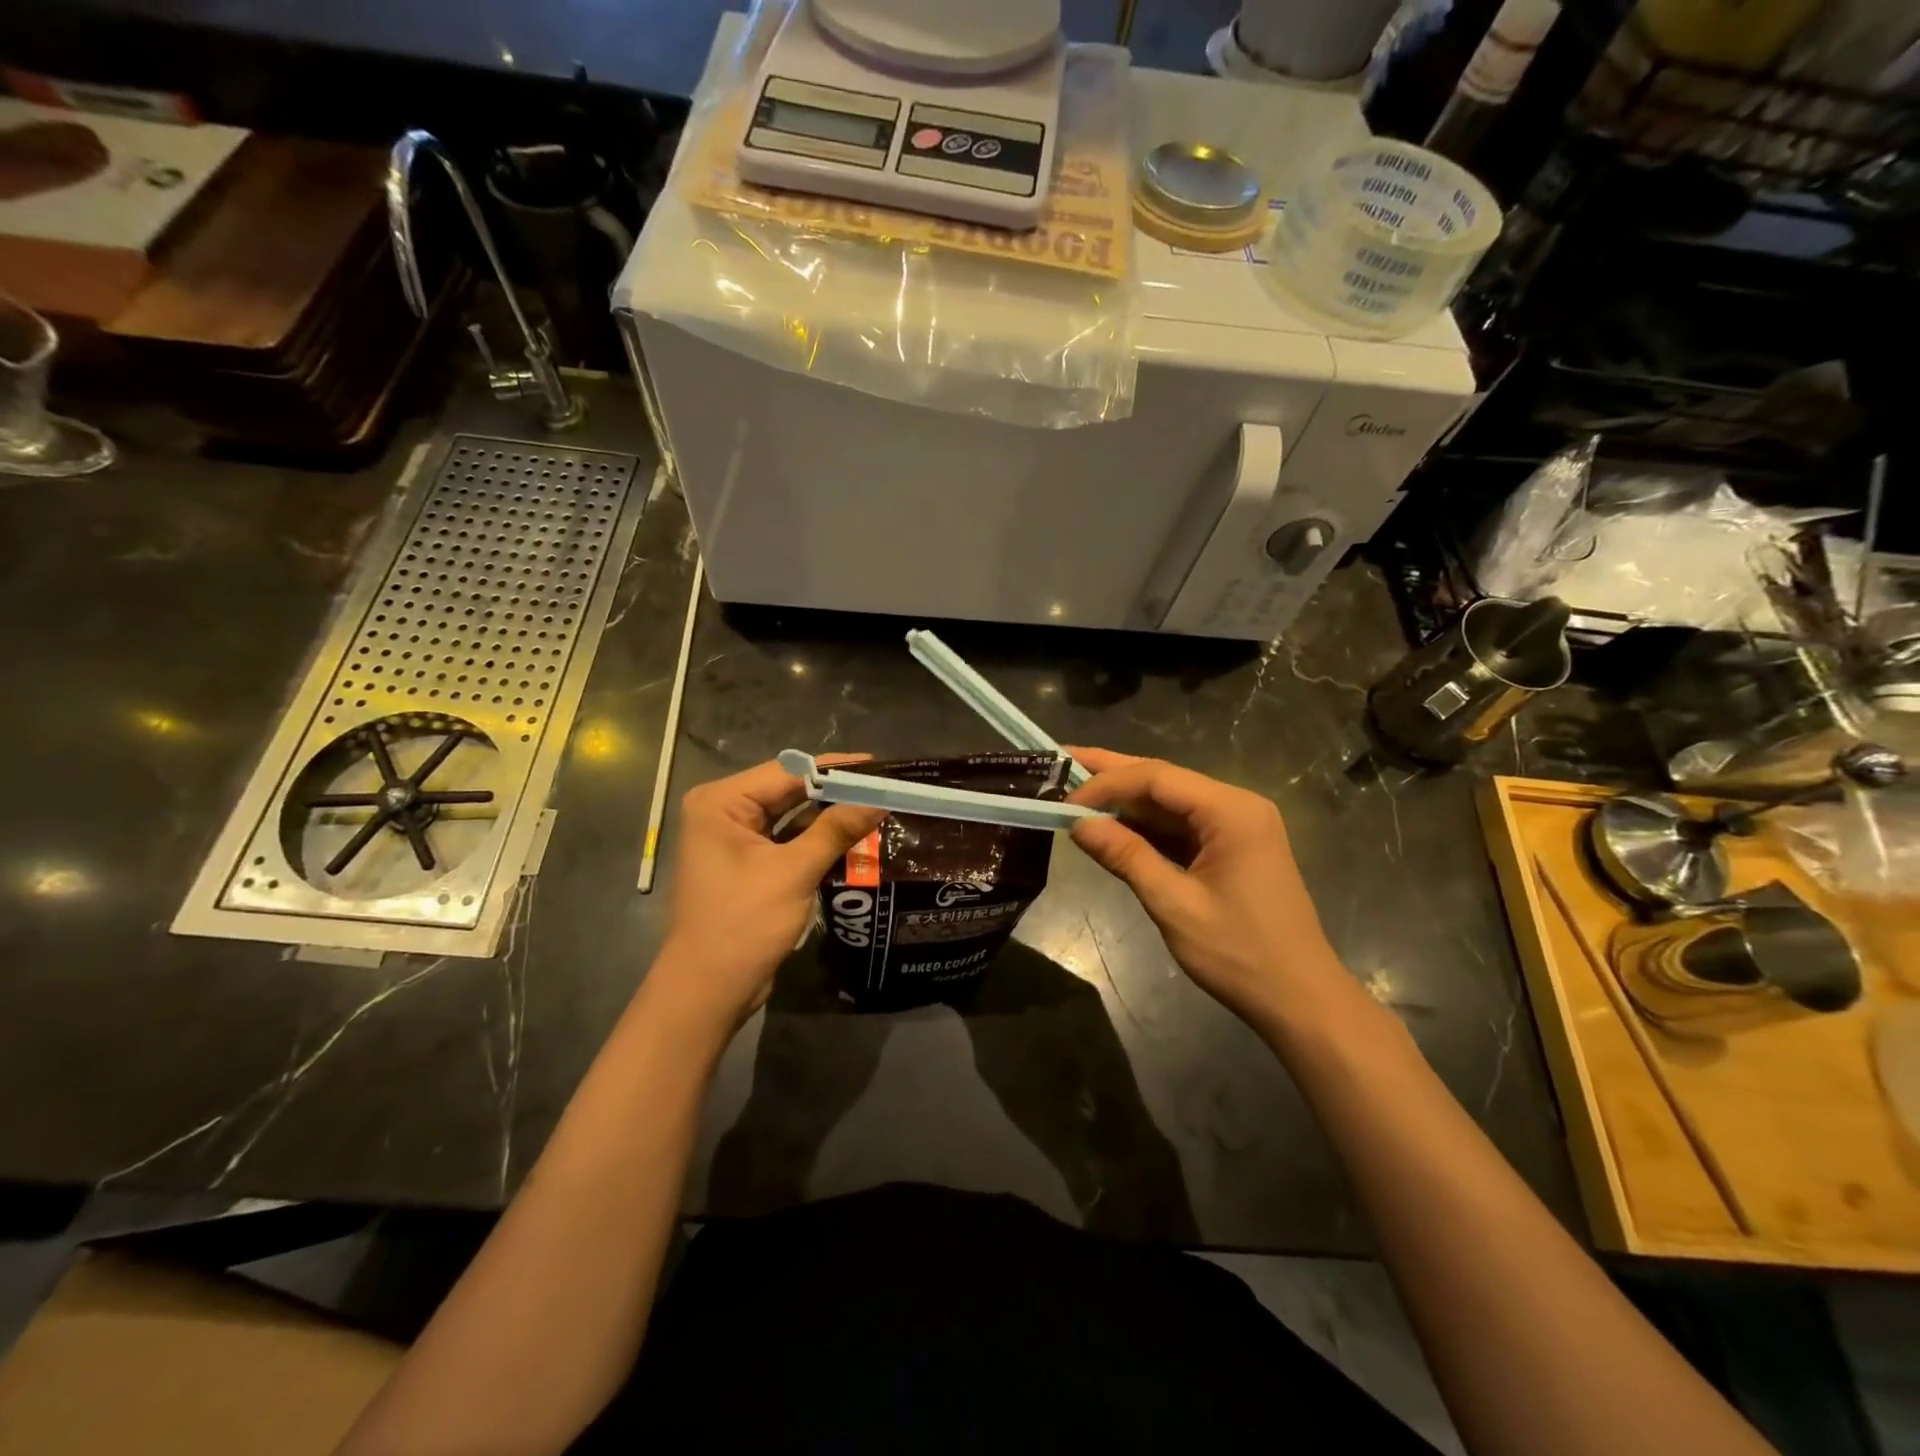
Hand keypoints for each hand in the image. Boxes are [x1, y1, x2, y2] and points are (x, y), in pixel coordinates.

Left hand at [650, 757, 883, 1036]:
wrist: (708, 991)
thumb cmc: (744, 924)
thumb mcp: (794, 872)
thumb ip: (836, 830)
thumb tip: (879, 801)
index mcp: (721, 803)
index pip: (787, 772)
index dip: (834, 768)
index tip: (878, 765)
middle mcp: (722, 812)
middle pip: (788, 790)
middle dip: (834, 791)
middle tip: (882, 787)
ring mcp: (732, 839)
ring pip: (789, 816)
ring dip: (828, 816)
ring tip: (874, 807)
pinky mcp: (745, 864)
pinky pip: (786, 840)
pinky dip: (815, 838)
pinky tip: (851, 836)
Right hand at [1065, 747, 1342, 1027]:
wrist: (1300, 999)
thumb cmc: (1240, 953)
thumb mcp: (1174, 904)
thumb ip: (1126, 857)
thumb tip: (1079, 824)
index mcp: (1231, 811)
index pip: (1156, 778)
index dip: (1106, 783)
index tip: (1065, 801)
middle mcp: (1236, 806)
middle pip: (1163, 779)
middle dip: (1112, 772)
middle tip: (1062, 760)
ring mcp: (1236, 826)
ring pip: (1170, 801)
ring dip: (1125, 800)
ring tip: (1076, 788)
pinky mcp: (1231, 847)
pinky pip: (1181, 825)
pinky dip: (1145, 826)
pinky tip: (1112, 823)